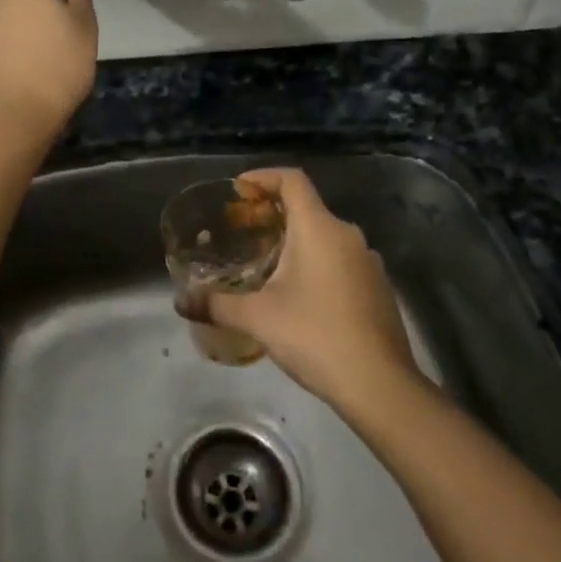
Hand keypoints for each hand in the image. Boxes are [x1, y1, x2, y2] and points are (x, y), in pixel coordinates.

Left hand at [0, 0, 97, 142]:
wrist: (11, 115)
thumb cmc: (59, 66)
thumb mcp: (83, 20)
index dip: (59, 0)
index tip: (70, 28)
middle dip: (35, 14)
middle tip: (56, 48)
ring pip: (4, 18)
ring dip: (17, 33)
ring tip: (34, 65)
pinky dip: (1, 51)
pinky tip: (14, 75)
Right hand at [180, 167, 420, 410]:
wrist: (380, 385)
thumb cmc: (315, 336)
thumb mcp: (257, 318)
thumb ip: (216, 304)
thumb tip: (181, 302)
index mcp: (319, 228)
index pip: (292, 180)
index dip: (263, 177)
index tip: (239, 189)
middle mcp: (347, 234)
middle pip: (307, 207)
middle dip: (273, 214)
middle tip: (243, 231)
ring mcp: (368, 261)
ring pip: (325, 236)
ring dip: (295, 241)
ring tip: (266, 263)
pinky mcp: (378, 288)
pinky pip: (340, 260)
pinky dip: (316, 263)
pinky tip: (299, 295)